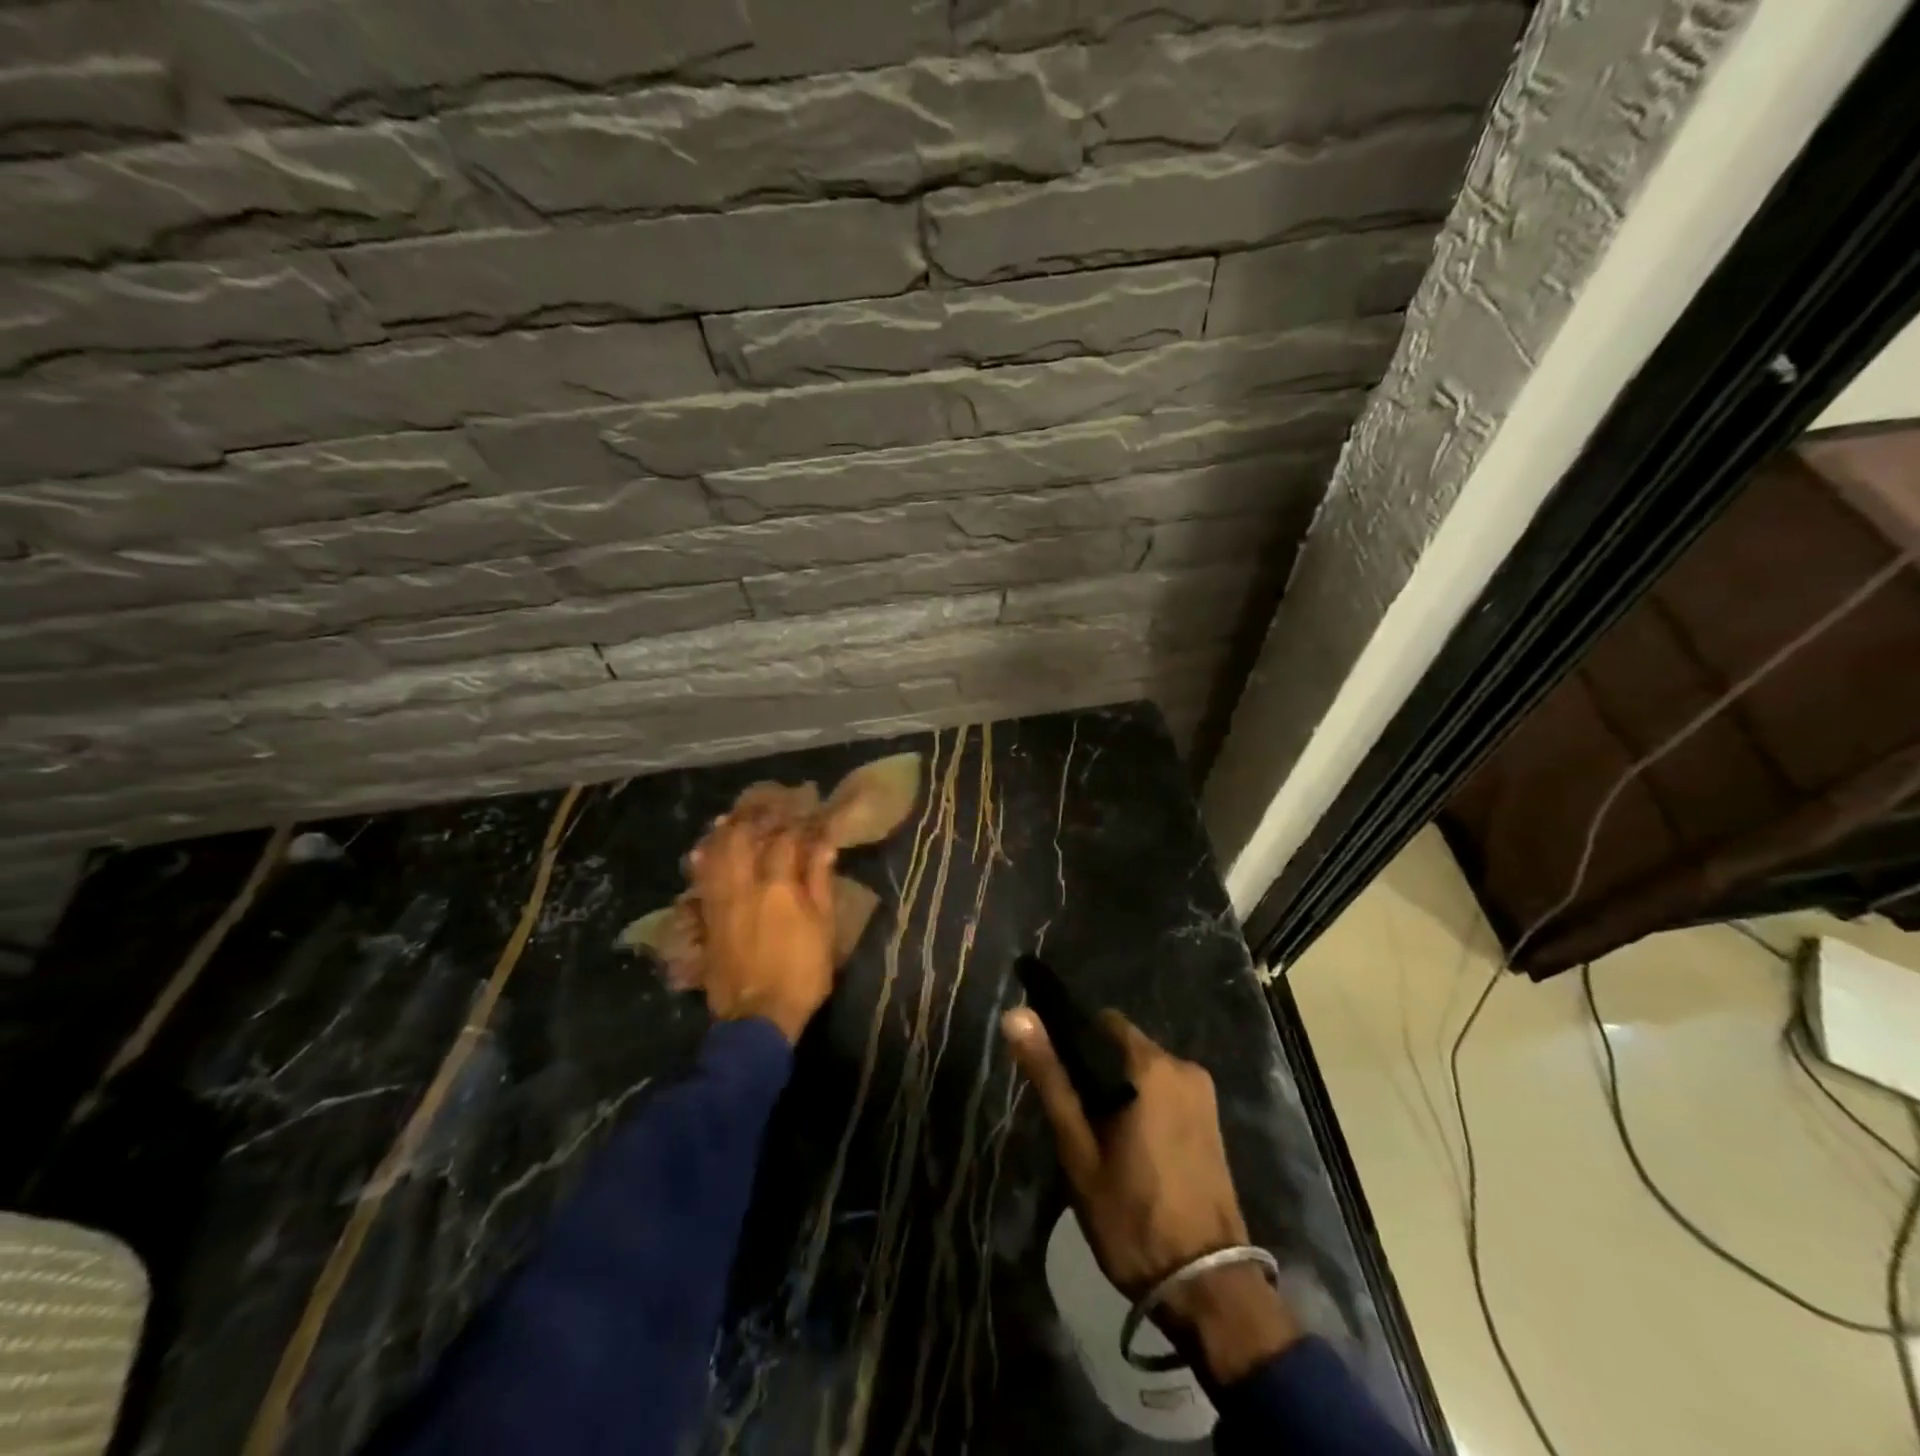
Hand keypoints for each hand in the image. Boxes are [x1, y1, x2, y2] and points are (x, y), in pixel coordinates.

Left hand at [689, 806, 838, 1043]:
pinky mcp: (707, 918)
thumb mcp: (824, 927)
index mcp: (778, 884)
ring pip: (715, 853)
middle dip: (754, 815)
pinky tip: (702, 850)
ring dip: (724, 831)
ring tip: (732, 817)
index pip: (785, 838)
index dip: (795, 820)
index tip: (805, 808)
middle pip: (742, 836)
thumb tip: (824, 843)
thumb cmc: (802, 972)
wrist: (757, 1016)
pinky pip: (700, 879)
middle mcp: (744, 884)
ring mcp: (720, 900)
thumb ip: (819, 881)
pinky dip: (702, 860)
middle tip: (765, 803)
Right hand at [1002, 1007, 1300, 1381]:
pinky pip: (1166, 1092)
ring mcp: (1204, 1095)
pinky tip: (1130, 1148)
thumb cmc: (1132, 1216)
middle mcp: (1183, 1066)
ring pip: (1144, 1072)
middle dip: (1096, 1071)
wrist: (1208, 1289)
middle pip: (1123, 1046)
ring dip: (1119, 1090)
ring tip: (1098, 1139)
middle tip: (1075, 1120)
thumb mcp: (1079, 1149)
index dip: (1072, 1041)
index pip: (1100, 1021)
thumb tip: (1016, 1015)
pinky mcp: (1213, 1121)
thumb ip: (1050, 1077)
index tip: (1055, 1077)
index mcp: (1151, 1064)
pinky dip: (1144, 1105)